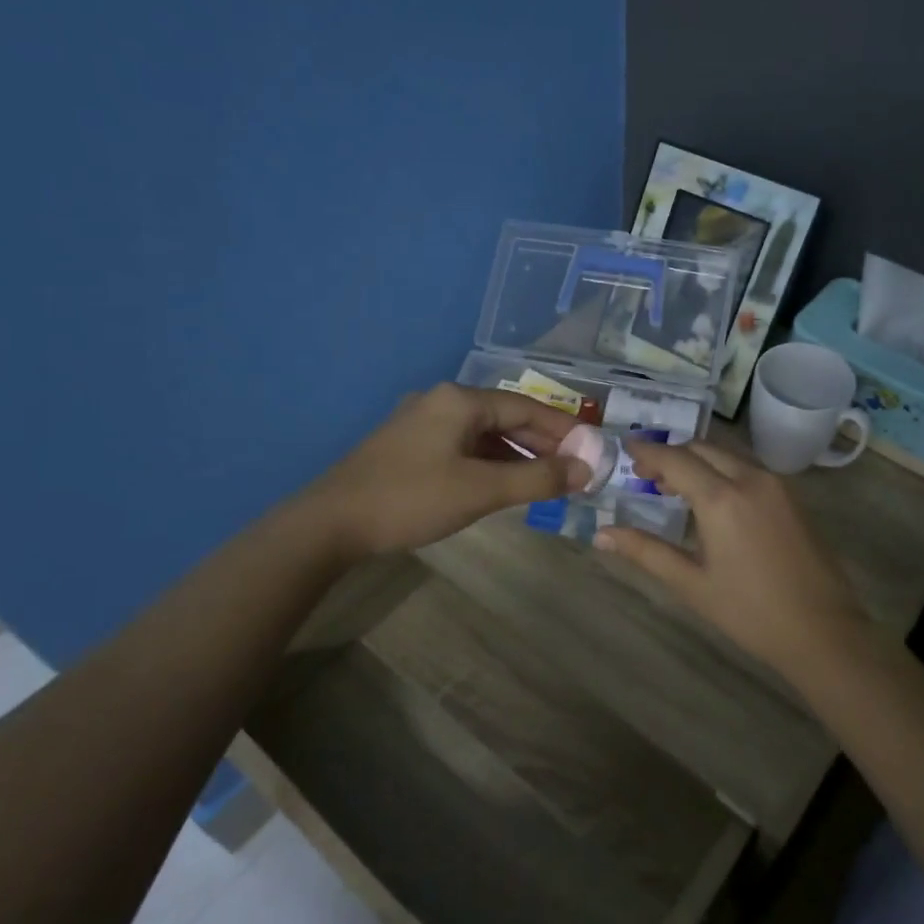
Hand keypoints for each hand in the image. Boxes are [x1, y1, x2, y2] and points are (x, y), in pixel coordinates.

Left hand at [304, 383, 587, 558]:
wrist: (331, 522)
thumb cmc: (411, 499)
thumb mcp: (481, 490)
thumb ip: (536, 478)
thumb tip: (585, 470)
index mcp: (460, 401)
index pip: (526, 407)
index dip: (564, 429)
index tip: (592, 450)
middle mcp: (441, 401)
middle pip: (505, 417)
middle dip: (542, 443)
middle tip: (574, 469)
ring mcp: (421, 422)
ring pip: (483, 434)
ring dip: (517, 455)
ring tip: (546, 479)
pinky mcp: (408, 446)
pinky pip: (462, 447)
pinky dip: (489, 462)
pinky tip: (502, 483)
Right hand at [595, 439, 869, 673]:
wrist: (823, 631)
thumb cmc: (750, 612)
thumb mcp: (692, 584)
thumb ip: (645, 552)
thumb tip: (601, 535)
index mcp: (722, 498)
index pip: (675, 459)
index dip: (647, 452)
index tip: (624, 449)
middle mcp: (750, 479)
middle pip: (702, 449)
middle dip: (671, 455)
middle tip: (645, 475)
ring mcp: (776, 485)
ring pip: (727, 456)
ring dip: (698, 461)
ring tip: (674, 487)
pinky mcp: (792, 497)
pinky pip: (748, 469)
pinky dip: (722, 471)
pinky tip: (712, 499)